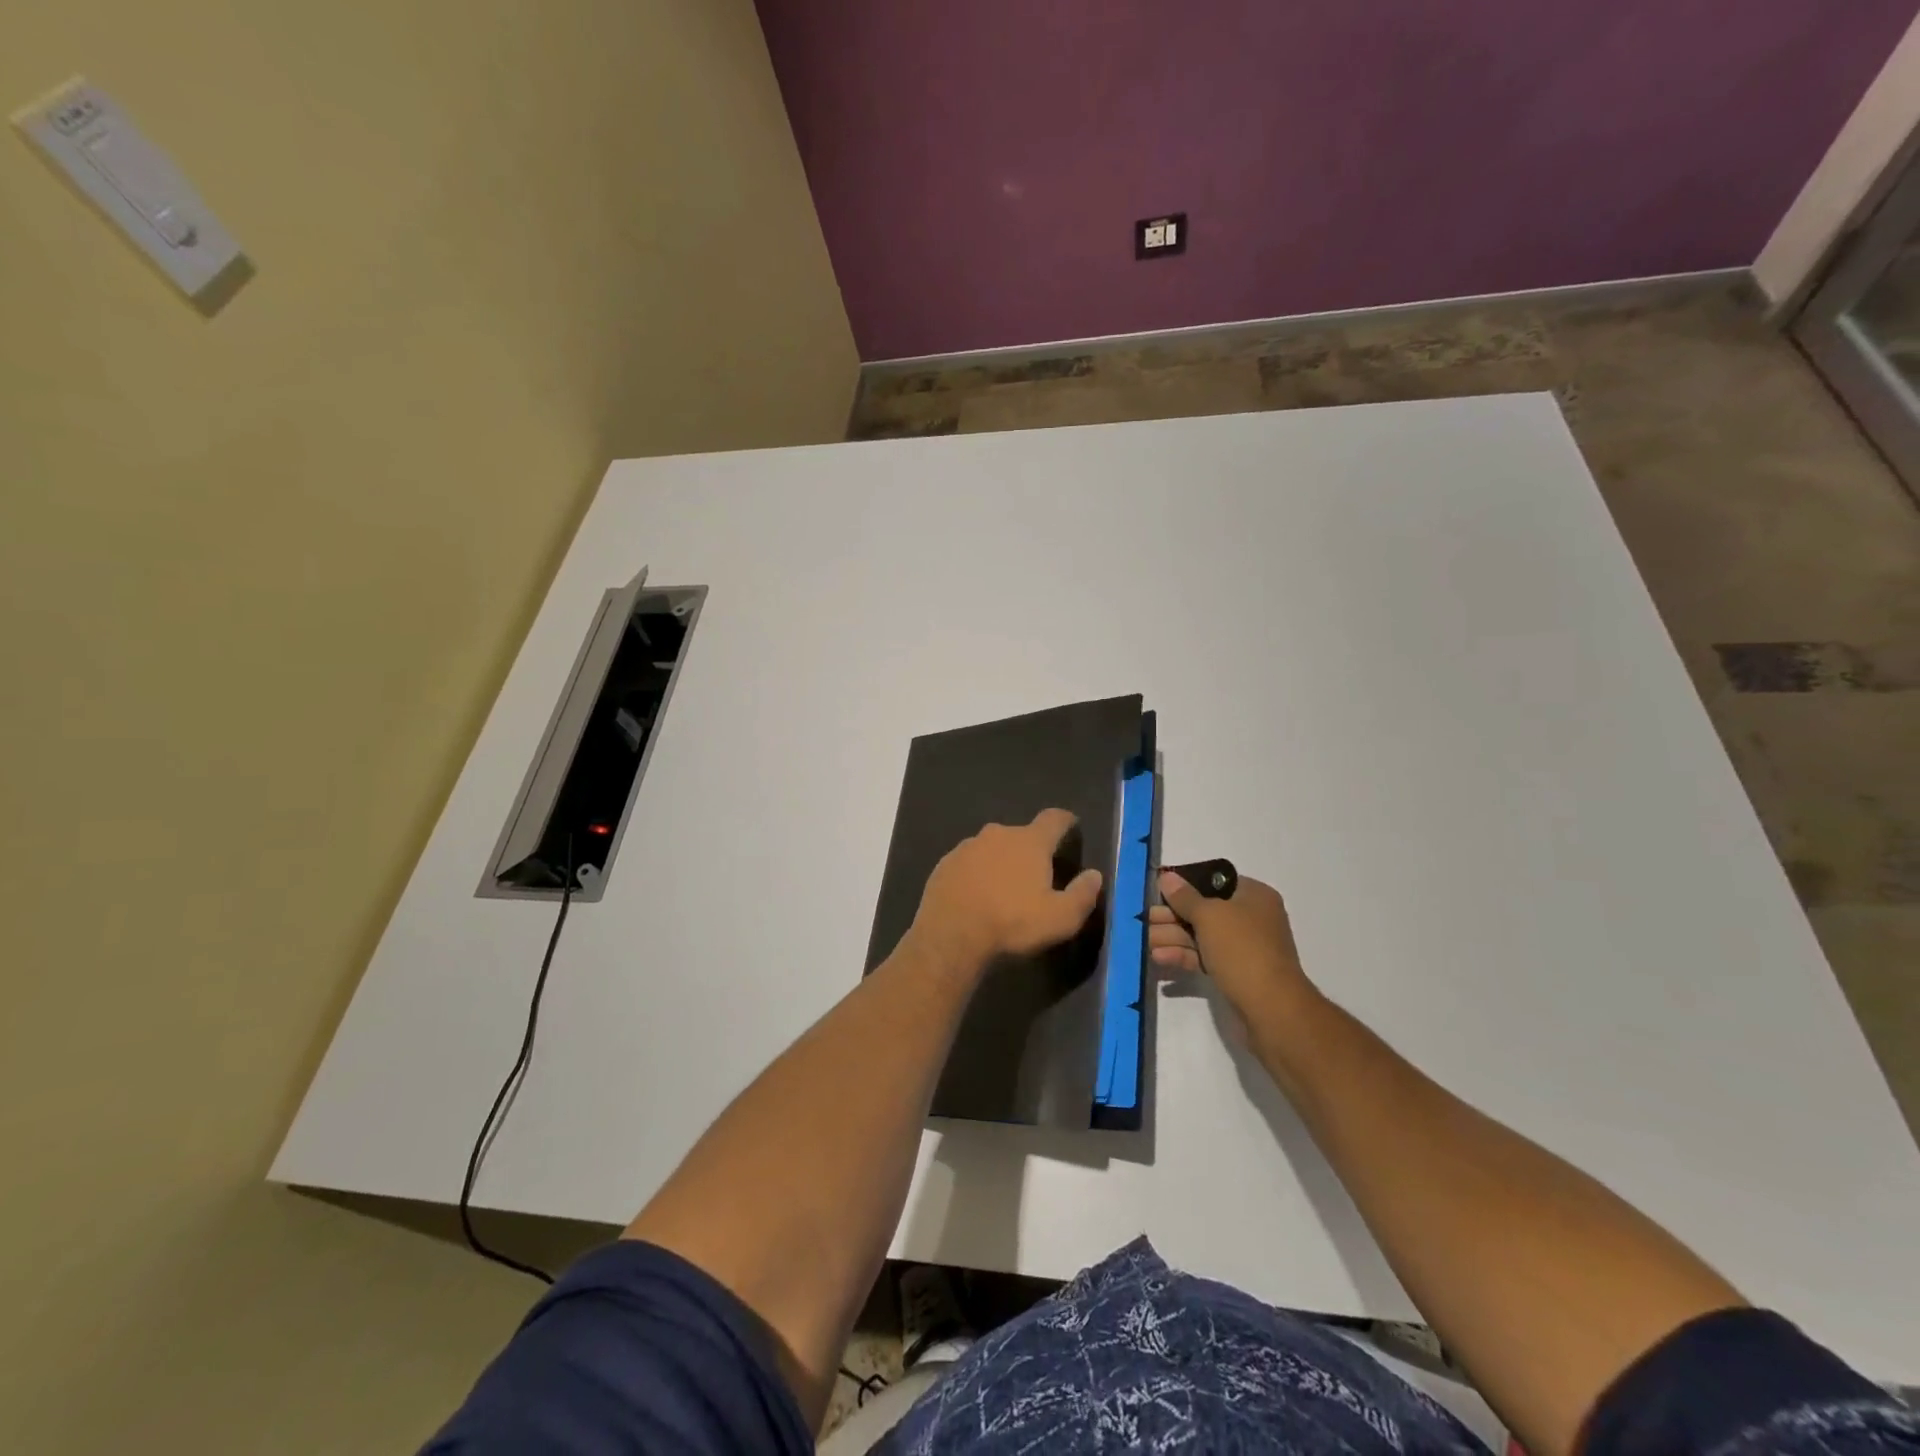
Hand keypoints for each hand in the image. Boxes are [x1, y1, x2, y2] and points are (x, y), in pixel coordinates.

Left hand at [908, 809, 1104, 973]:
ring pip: (991, 848)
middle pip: (1020, 835)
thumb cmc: (1011, 923)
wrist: (949, 935)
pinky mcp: (944, 864)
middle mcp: (998, 834)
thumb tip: (1094, 875)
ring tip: (1003, 891)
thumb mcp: (1060, 919)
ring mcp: (967, 847)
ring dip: (1000, 862)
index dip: (1065, 821)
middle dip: (1030, 850)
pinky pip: (968, 863)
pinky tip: (975, 897)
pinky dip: (975, 875)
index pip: (1054, 819)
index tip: (1071, 826)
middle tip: (1035, 875)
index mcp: (1030, 841)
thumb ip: (1082, 895)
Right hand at [1151, 871, 1316, 1023]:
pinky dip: (1183, 956)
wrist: (1271, 1008)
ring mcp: (1244, 947)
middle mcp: (1252, 918)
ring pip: (1202, 936)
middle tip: (1146, 919)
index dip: (1186, 885)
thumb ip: (1184, 897)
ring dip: (1173, 937)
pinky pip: (1205, 957)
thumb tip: (1167, 877)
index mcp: (1254, 896)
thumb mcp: (1209, 916)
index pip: (1215, 882)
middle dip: (1173, 915)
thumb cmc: (1242, 949)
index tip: (1160, 891)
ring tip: (1146, 940)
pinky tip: (1159, 958)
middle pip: (1205, 910)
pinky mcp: (1236, 973)